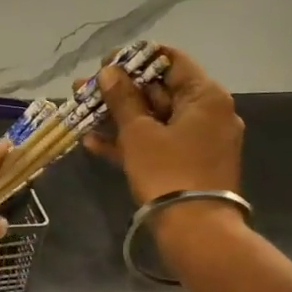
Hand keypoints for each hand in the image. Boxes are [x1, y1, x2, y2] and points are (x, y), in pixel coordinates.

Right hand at [84, 46, 243, 206]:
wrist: (195, 231)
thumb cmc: (168, 172)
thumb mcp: (139, 133)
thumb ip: (122, 99)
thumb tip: (109, 72)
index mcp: (206, 96)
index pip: (171, 61)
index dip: (135, 59)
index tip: (105, 63)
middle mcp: (209, 113)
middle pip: (161, 91)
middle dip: (120, 90)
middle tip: (85, 88)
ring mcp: (199, 141)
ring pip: (155, 119)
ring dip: (119, 116)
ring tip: (82, 112)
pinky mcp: (188, 164)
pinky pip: (158, 143)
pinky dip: (131, 141)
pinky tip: (94, 142)